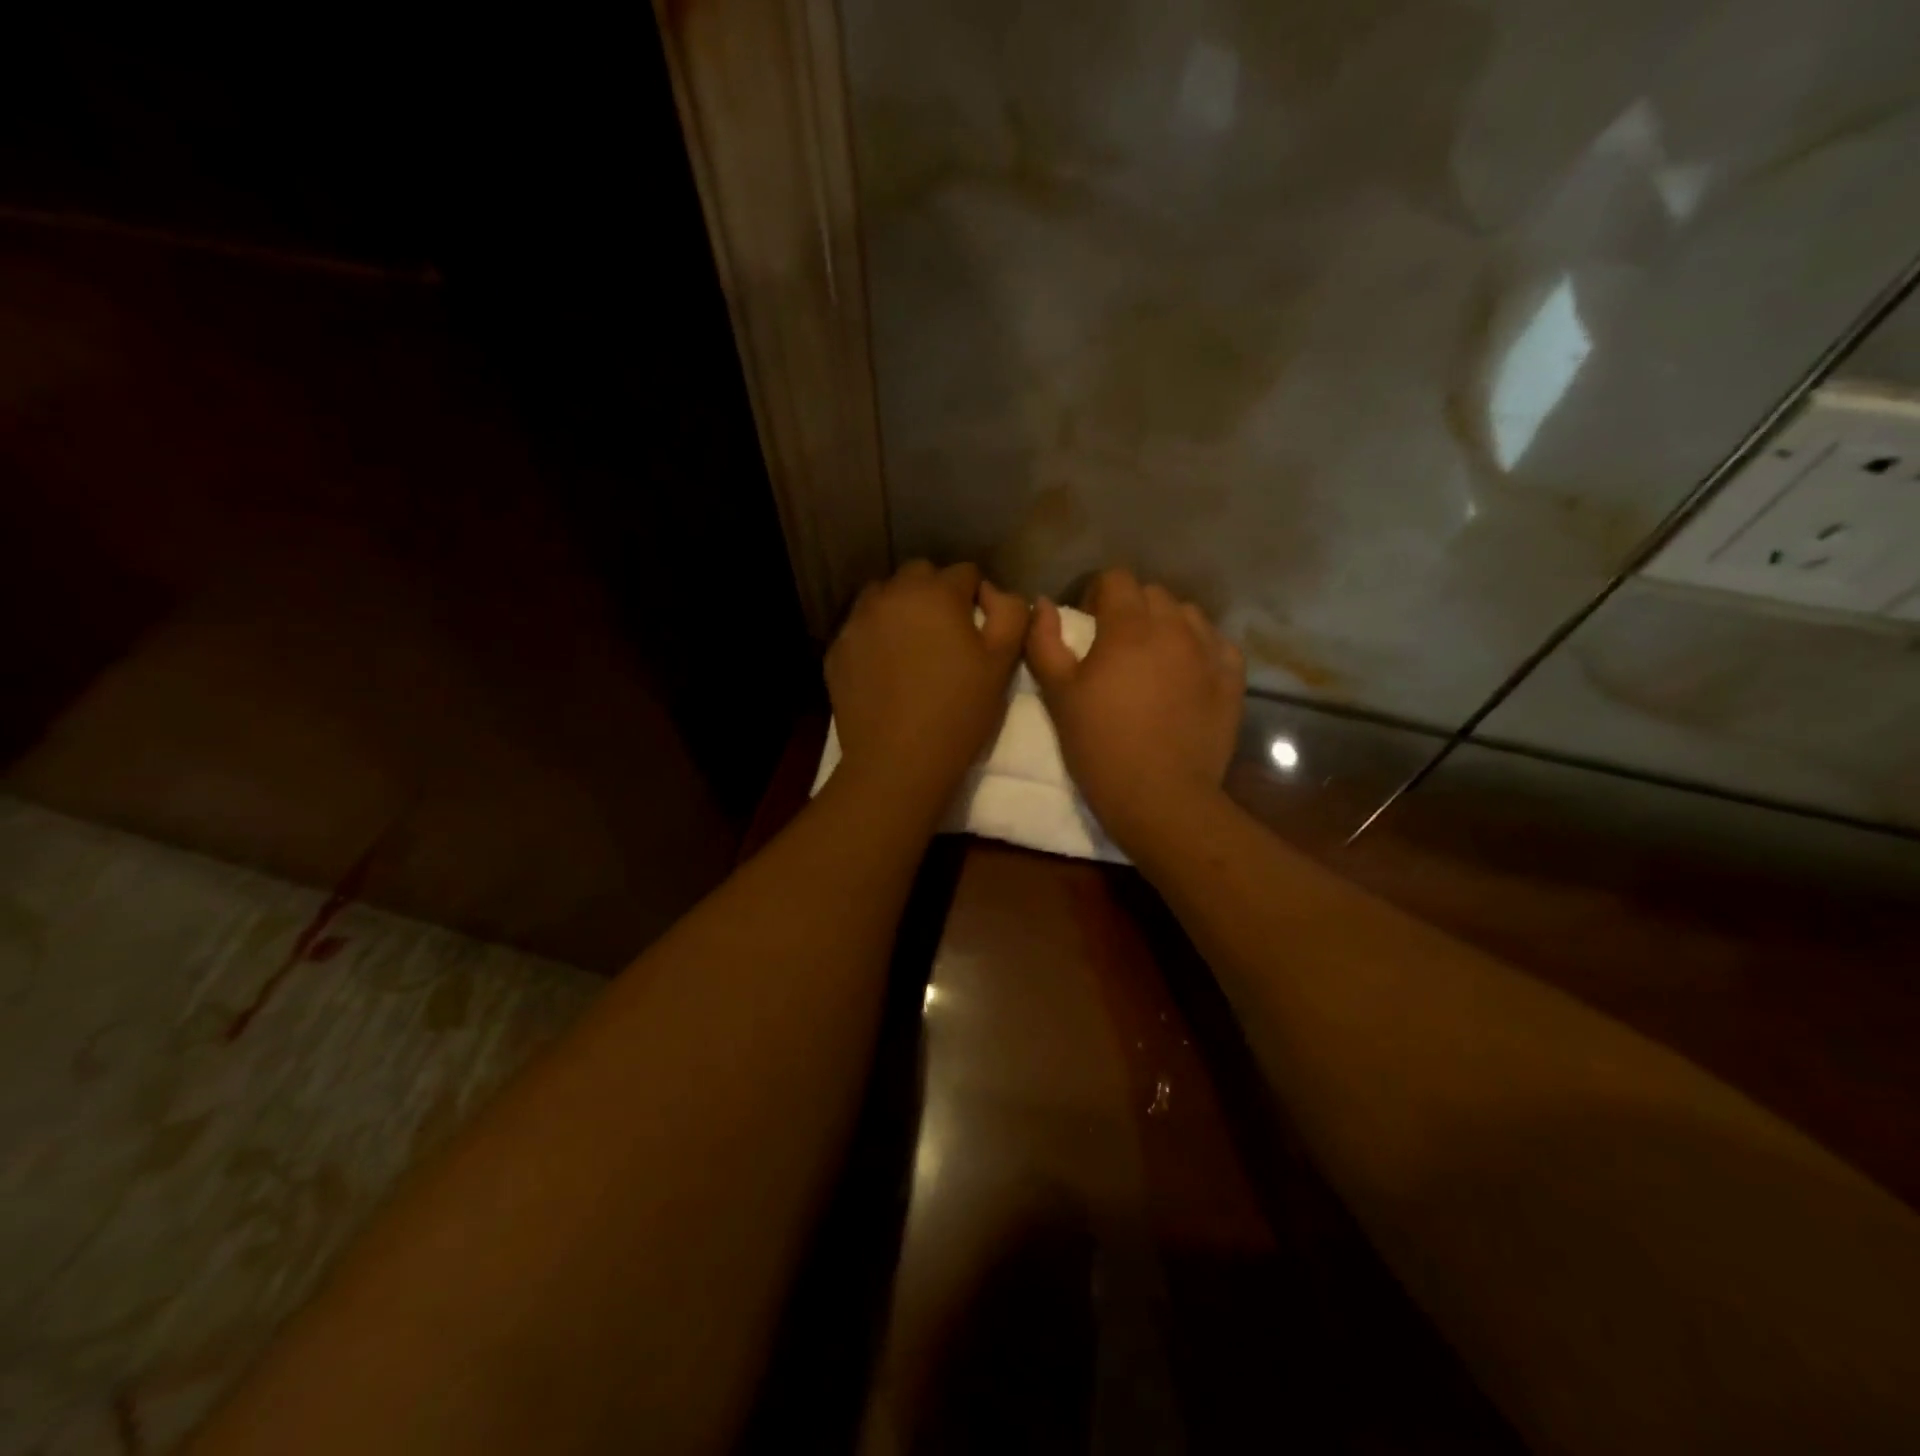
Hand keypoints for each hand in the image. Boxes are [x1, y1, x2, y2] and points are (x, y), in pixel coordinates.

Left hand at [826, 561, 1026, 809]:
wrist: (897, 761)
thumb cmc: (958, 712)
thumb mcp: (1001, 662)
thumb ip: (1009, 613)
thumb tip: (995, 593)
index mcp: (935, 592)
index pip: (964, 573)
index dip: (977, 597)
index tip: (979, 629)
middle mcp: (891, 595)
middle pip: (919, 576)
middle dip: (936, 595)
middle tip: (946, 636)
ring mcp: (857, 621)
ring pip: (883, 597)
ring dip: (901, 609)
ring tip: (912, 647)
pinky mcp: (837, 650)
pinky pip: (861, 628)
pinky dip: (875, 636)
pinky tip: (886, 670)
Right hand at [1026, 568, 1244, 853]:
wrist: (1160, 796)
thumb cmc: (1100, 745)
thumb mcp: (1058, 695)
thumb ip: (1044, 642)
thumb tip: (1043, 604)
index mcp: (1129, 626)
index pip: (1116, 578)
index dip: (1097, 594)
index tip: (1088, 622)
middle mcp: (1174, 627)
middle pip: (1152, 593)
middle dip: (1131, 608)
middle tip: (1116, 644)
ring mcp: (1209, 651)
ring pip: (1187, 614)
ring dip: (1167, 624)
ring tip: (1154, 657)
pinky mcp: (1232, 678)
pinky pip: (1217, 642)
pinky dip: (1199, 646)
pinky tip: (1186, 671)